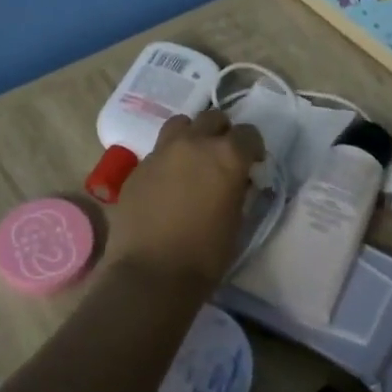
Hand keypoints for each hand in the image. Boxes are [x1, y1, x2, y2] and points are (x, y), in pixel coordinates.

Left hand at [107, 110, 264, 286]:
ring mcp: (161, 152)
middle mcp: (194, 143)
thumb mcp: (237, 221)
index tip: (253, 163)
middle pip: (212, 118)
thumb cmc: (205, 254)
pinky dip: (168, 159)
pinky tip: (168, 183)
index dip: (253, 147)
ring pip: (181, 124)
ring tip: (193, 159)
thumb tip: (237, 180)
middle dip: (222, 133)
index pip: (248, 134)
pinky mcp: (138, 167)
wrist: (151, 273)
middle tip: (222, 156)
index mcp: (226, 156)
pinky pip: (158, 151)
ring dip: (191, 135)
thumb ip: (238, 190)